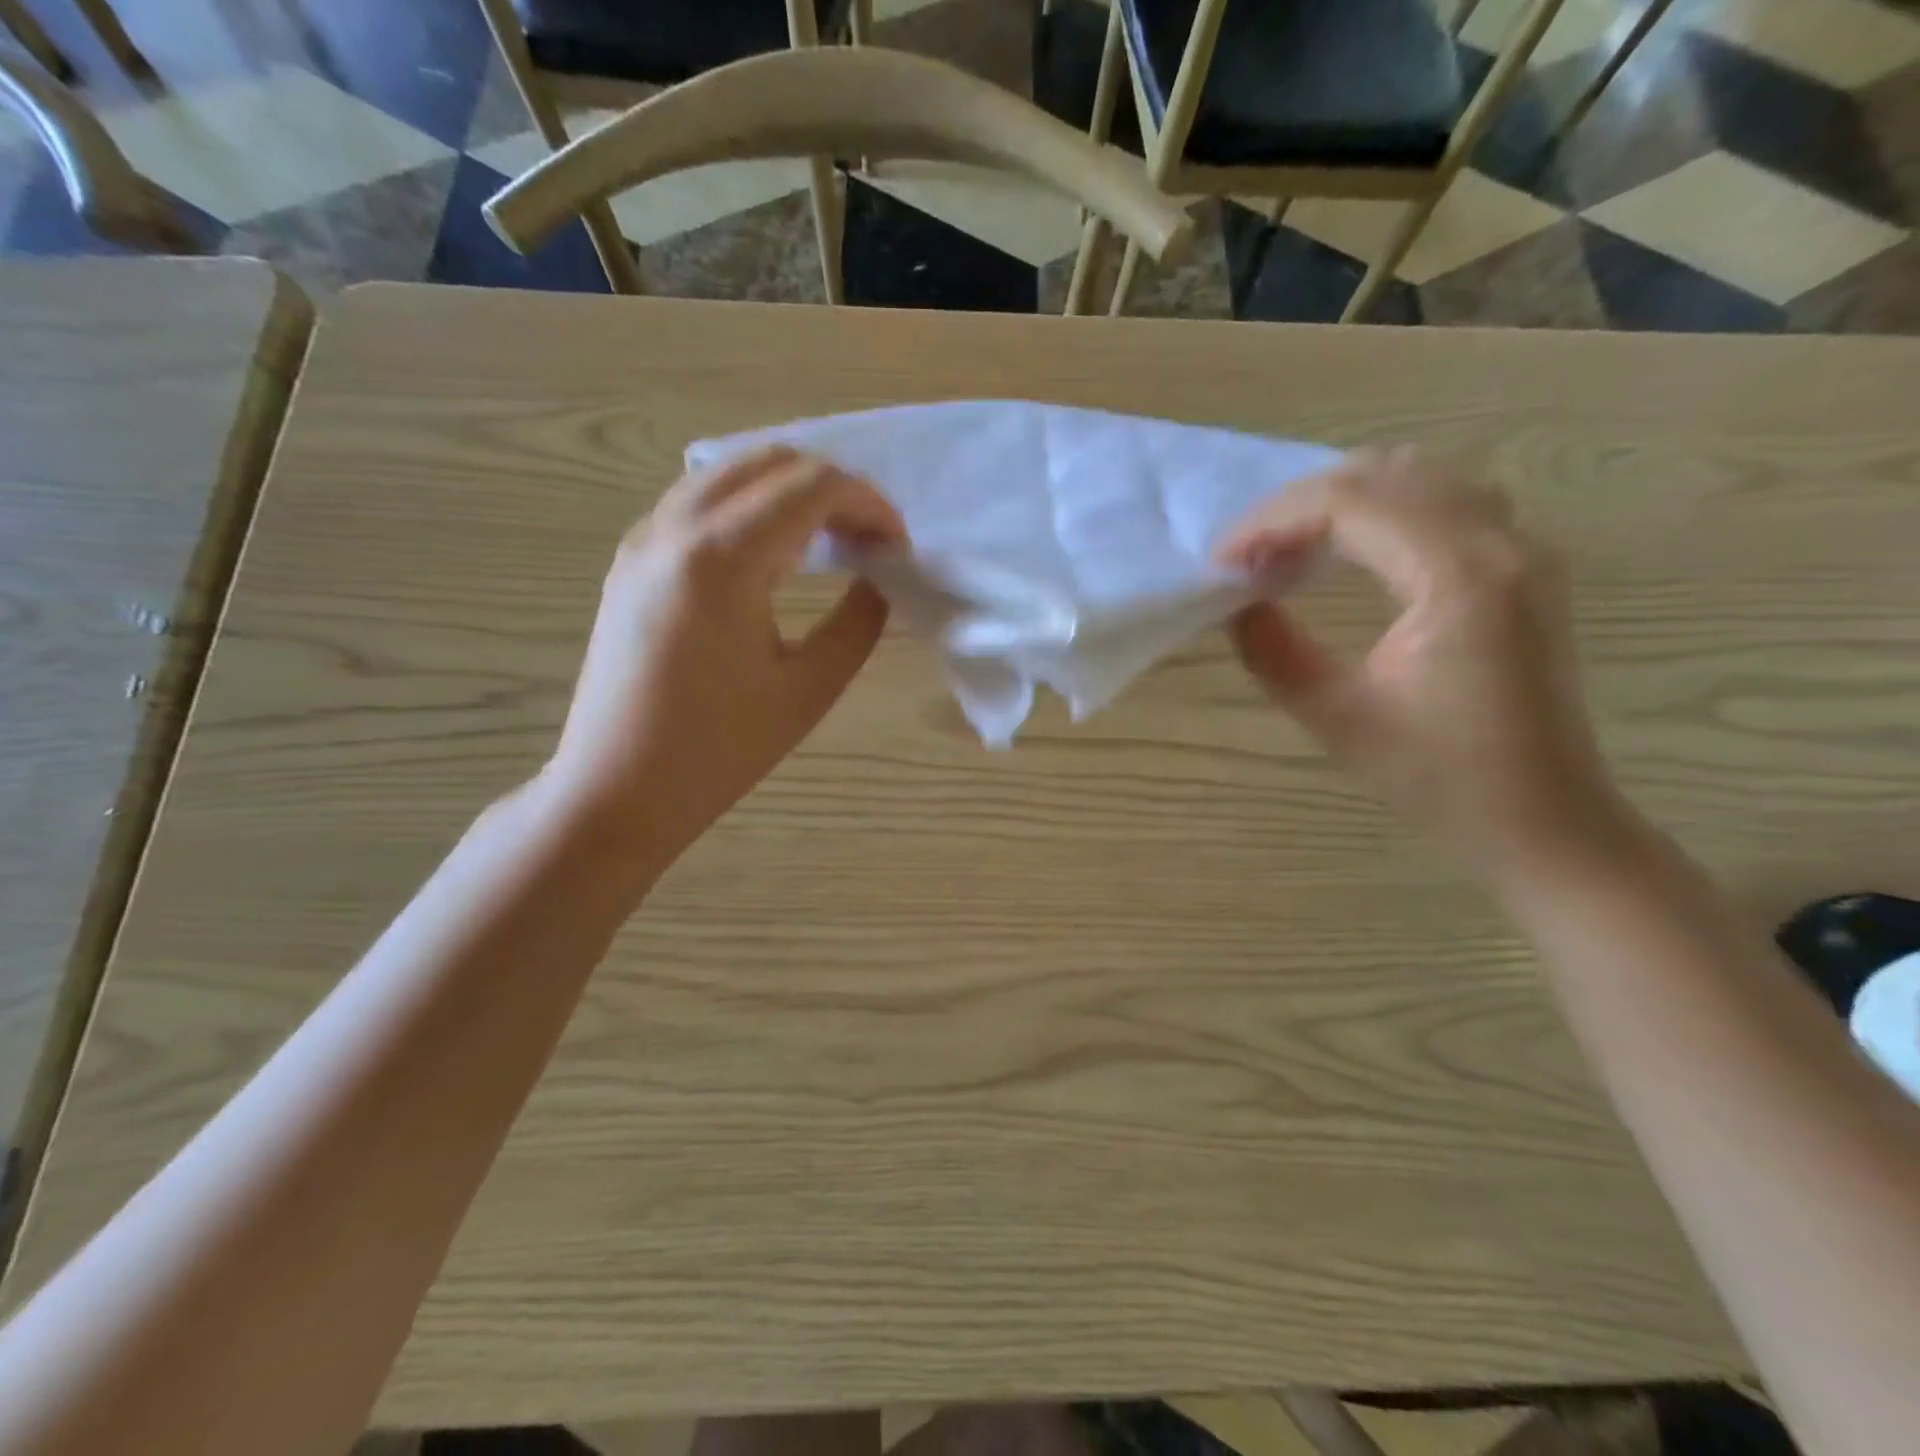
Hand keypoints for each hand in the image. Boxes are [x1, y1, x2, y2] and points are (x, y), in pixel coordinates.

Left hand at [538, 447, 903, 872]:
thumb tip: (878, 576)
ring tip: (830, 539)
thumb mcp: (809, 689)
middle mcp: (675, 528)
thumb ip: (858, 621)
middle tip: (870, 536)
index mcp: (722, 559)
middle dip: (833, 487)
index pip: (812, 488)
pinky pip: (699, 501)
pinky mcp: (631, 560)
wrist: (617, 791)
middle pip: (770, 462)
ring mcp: (644, 539)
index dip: (868, 504)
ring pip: (728, 472)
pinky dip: (750, 506)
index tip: (898, 544)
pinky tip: (774, 553)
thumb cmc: (719, 751)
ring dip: (790, 491)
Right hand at [1219, 447, 1634, 880]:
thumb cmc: (1439, 778)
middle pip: (1384, 474)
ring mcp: (1522, 549)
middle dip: (1300, 502)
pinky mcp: (1523, 566)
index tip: (1221, 558)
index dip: (1272, 520)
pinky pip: (1444, 500)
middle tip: (1248, 550)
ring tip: (1287, 546)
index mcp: (1460, 578)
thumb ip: (1274, 651)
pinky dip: (1382, 509)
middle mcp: (1502, 542)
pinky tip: (1345, 550)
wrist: (1544, 818)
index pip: (1350, 504)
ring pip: (1419, 477)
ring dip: (1341, 498)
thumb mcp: (1336, 717)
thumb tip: (1238, 603)